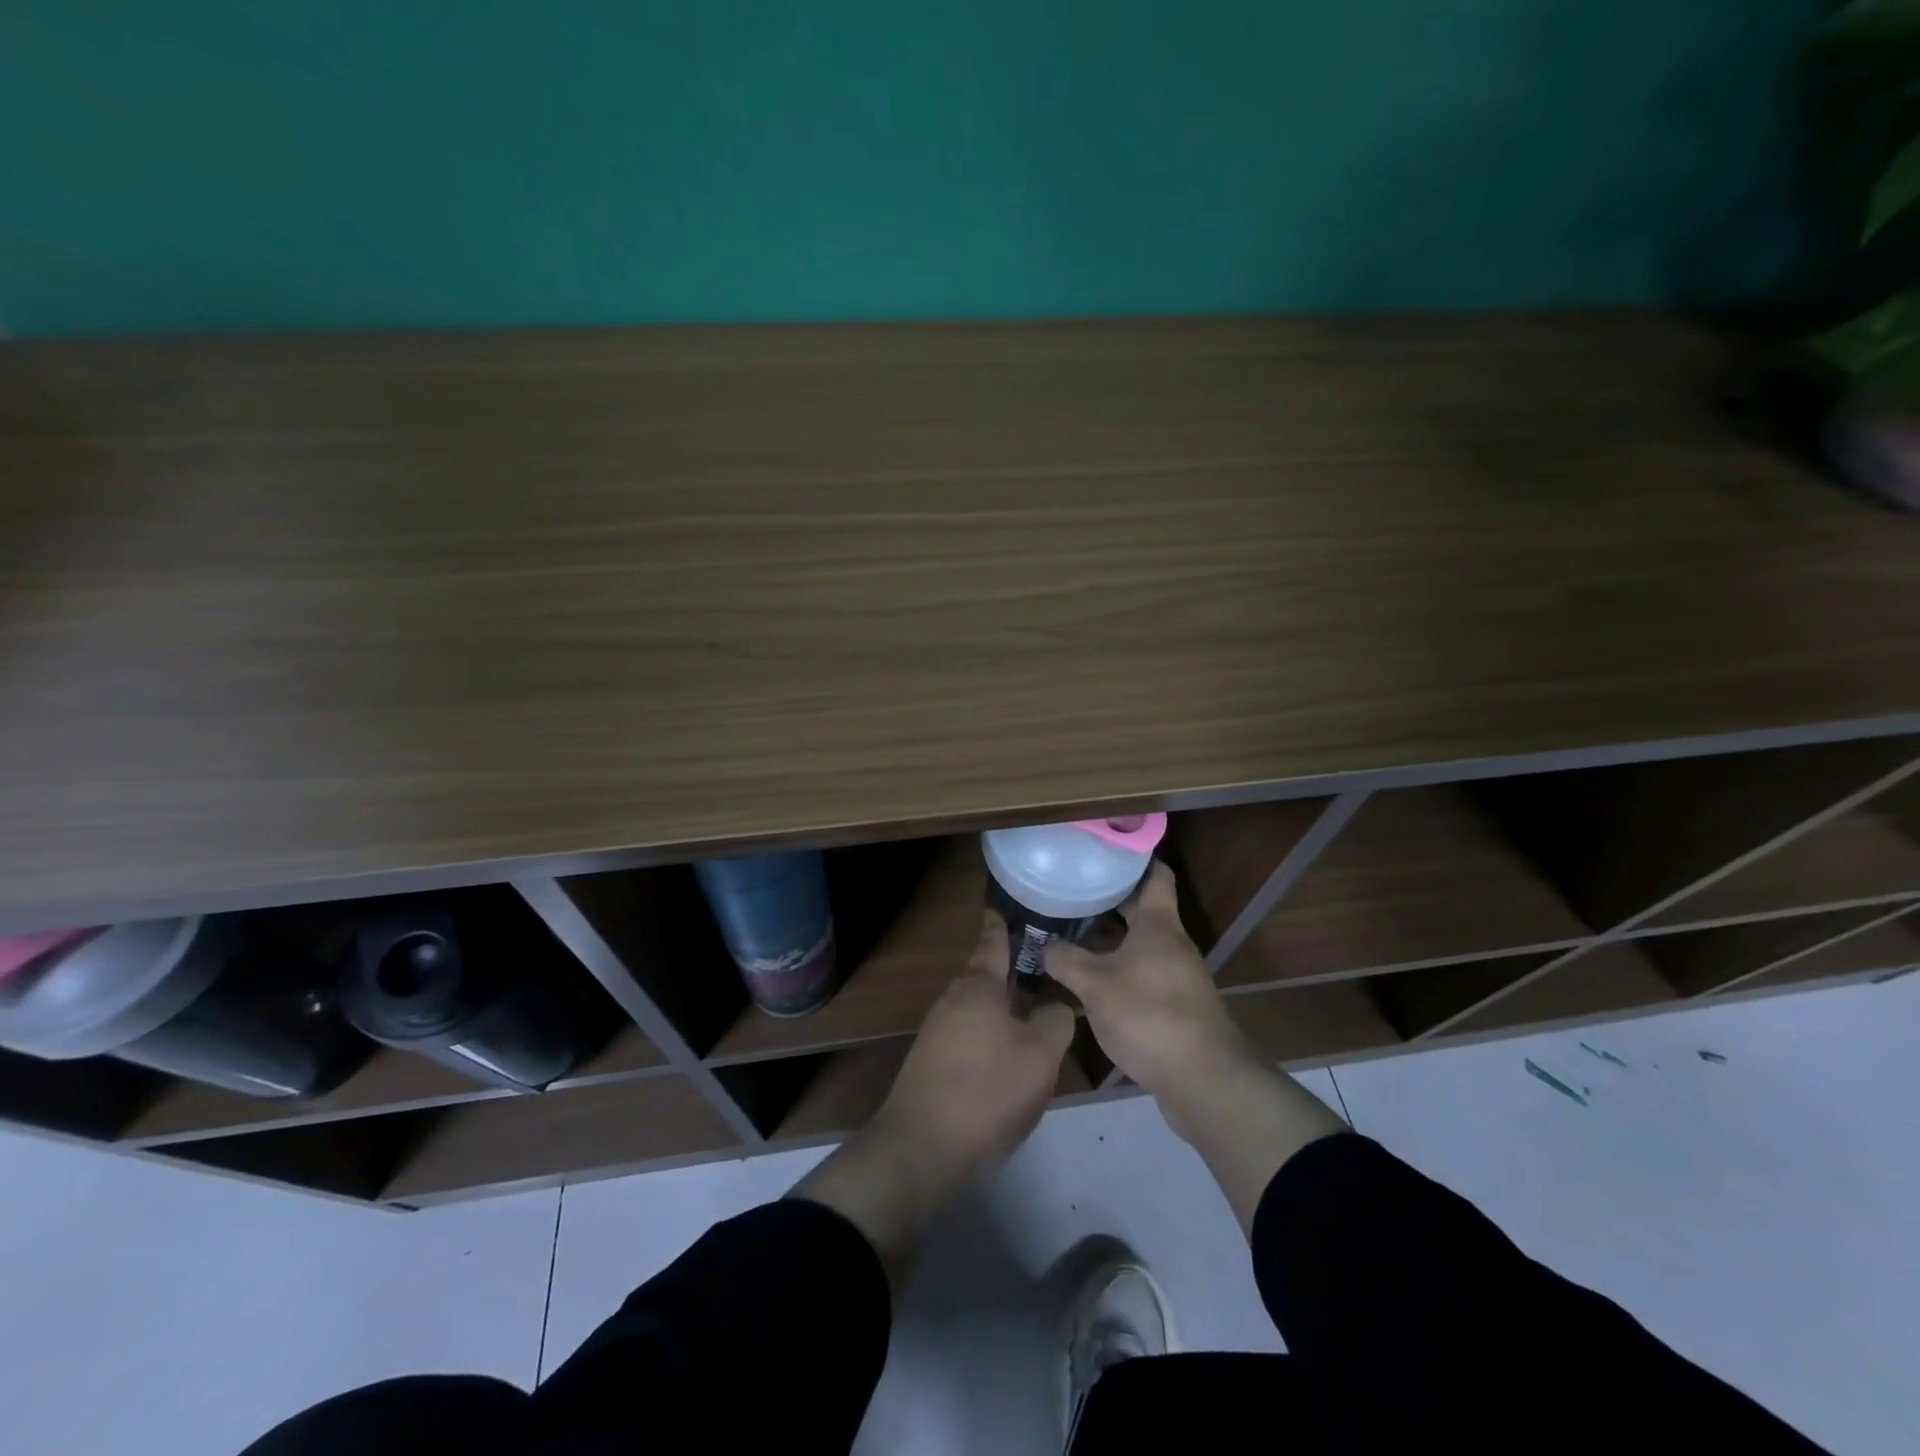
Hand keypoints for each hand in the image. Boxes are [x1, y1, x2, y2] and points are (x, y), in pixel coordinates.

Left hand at [790, 912, 1074, 1291]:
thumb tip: (1055, 1007)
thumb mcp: (1040, 1055)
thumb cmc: (987, 1089)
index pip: (992, 942)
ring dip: (1002, 1007)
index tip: (1005, 907)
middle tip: (1042, 968)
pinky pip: (968, 1034)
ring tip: (1033, 1012)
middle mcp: (953, 999)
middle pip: (985, 976)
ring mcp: (937, 1031)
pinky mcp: (932, 1062)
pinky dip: (990, 1034)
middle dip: (1011, 972)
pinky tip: (1007, 1055)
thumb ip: (1055, 1021)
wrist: (922, 1145)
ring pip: (977, 1007)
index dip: (1001, 924)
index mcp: (978, 986)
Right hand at [1044, 862, 1253, 1104]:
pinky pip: (1143, 972)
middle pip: (1143, 909)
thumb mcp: (1095, 985)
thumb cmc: (1149, 1015)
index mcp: (1159, 925)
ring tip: (1073, 931)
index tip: (1105, 850)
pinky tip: (1091, 979)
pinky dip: (1119, 967)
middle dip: (1110, 899)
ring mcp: (1177, 976)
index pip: (1155, 875)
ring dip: (1112, 937)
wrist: (1203, 1080)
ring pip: (1141, 943)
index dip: (1134, 859)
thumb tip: (1042, 944)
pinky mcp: (1176, 1005)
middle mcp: (1173, 944)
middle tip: (1073, 889)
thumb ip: (1065, 960)